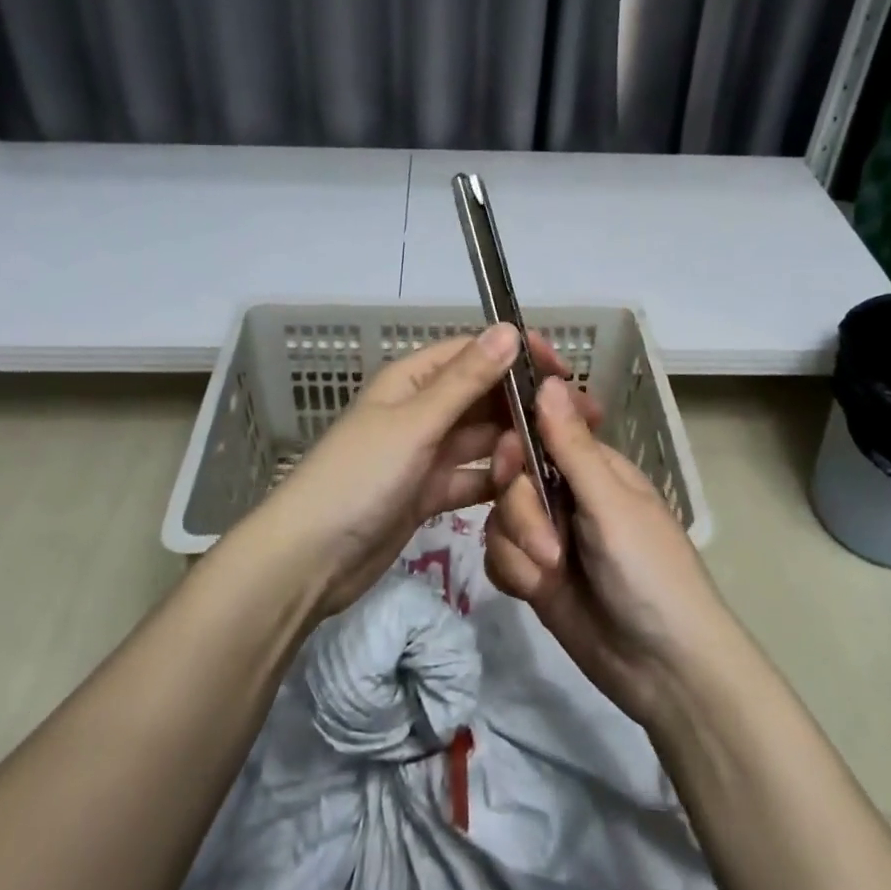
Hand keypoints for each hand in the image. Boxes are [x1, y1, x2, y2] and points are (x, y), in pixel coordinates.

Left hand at [262, 325, 600, 616]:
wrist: (309, 560)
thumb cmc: (359, 478)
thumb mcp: (415, 424)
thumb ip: (465, 380)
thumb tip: (510, 329)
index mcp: (412, 380)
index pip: (474, 353)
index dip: (517, 356)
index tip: (564, 371)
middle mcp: (420, 410)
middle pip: (482, 397)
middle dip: (525, 404)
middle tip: (580, 420)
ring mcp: (424, 453)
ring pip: (481, 439)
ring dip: (515, 444)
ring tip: (562, 454)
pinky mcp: (427, 493)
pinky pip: (471, 477)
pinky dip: (496, 481)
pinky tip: (531, 488)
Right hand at [485, 377, 731, 725]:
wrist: (663, 670)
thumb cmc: (650, 572)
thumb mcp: (611, 505)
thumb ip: (571, 447)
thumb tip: (548, 381)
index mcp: (593, 467)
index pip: (540, 429)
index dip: (517, 437)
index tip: (509, 458)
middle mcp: (566, 494)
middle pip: (511, 475)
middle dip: (520, 508)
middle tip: (545, 538)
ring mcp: (548, 534)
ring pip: (498, 516)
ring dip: (519, 546)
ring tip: (550, 573)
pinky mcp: (532, 573)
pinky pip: (497, 554)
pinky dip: (512, 572)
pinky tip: (536, 590)